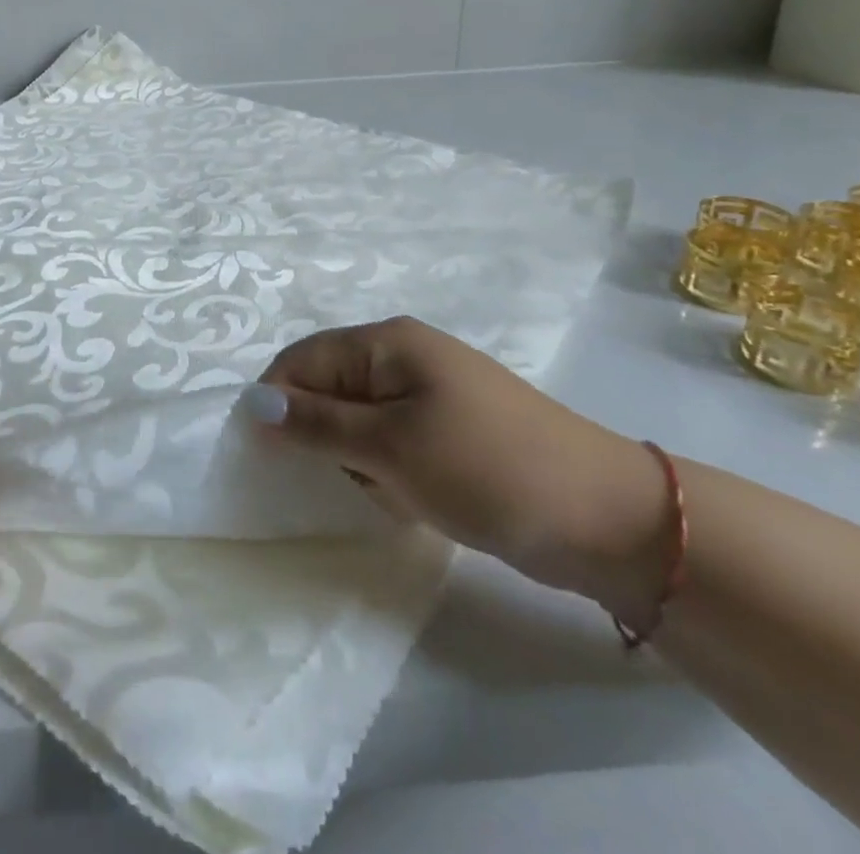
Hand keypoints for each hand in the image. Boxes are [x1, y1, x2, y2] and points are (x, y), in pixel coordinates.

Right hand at [248, 318, 668, 621]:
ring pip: (358, 420)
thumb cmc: (485, 468)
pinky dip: (387, 470)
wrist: (607, 517)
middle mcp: (404, 356)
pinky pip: (391, 441)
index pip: (303, 360)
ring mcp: (431, 393)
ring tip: (384, 492)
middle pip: (328, 387)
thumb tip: (252, 404)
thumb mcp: (389, 447)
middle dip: (321, 436)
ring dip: (356, 458)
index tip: (268, 457)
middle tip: (341, 479)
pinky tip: (409, 499)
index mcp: (387, 342)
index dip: (277, 403)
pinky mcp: (450, 430)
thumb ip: (316, 424)